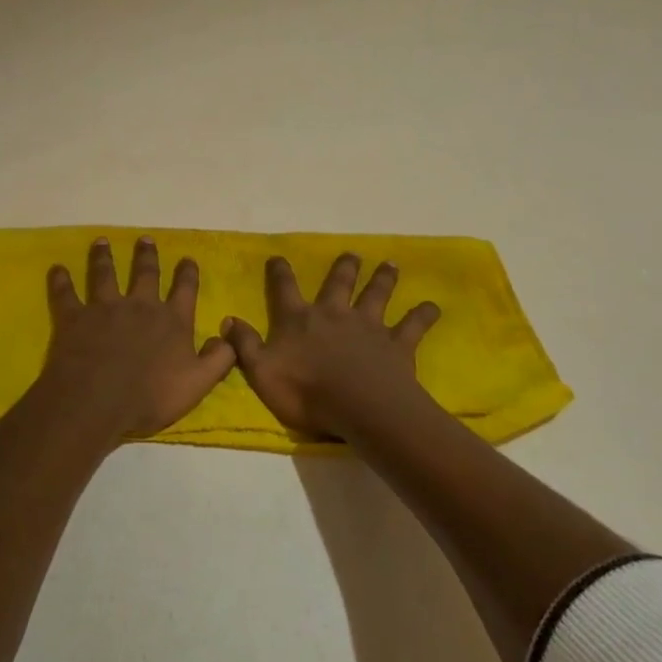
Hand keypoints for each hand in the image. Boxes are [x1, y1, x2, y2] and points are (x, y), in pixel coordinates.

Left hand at [35, 237, 236, 440]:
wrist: (98, 401)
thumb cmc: (150, 396)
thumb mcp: (197, 384)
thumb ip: (218, 359)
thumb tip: (228, 335)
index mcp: (172, 321)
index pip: (185, 290)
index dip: (187, 274)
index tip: (187, 259)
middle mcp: (140, 305)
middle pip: (145, 273)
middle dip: (147, 256)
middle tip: (145, 239)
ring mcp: (105, 307)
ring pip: (105, 274)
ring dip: (104, 257)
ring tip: (102, 242)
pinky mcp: (75, 316)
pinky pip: (66, 293)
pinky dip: (61, 280)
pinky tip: (57, 269)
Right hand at [222, 253, 440, 439]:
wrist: (359, 407)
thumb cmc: (305, 392)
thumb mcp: (261, 372)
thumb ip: (244, 345)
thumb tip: (228, 319)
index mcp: (299, 320)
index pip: (285, 289)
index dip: (280, 272)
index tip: (279, 257)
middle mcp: (333, 314)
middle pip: (338, 284)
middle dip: (343, 268)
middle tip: (352, 254)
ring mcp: (368, 327)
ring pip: (376, 295)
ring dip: (383, 279)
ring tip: (390, 264)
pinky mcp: (396, 344)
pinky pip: (412, 326)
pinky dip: (423, 316)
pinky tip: (433, 307)